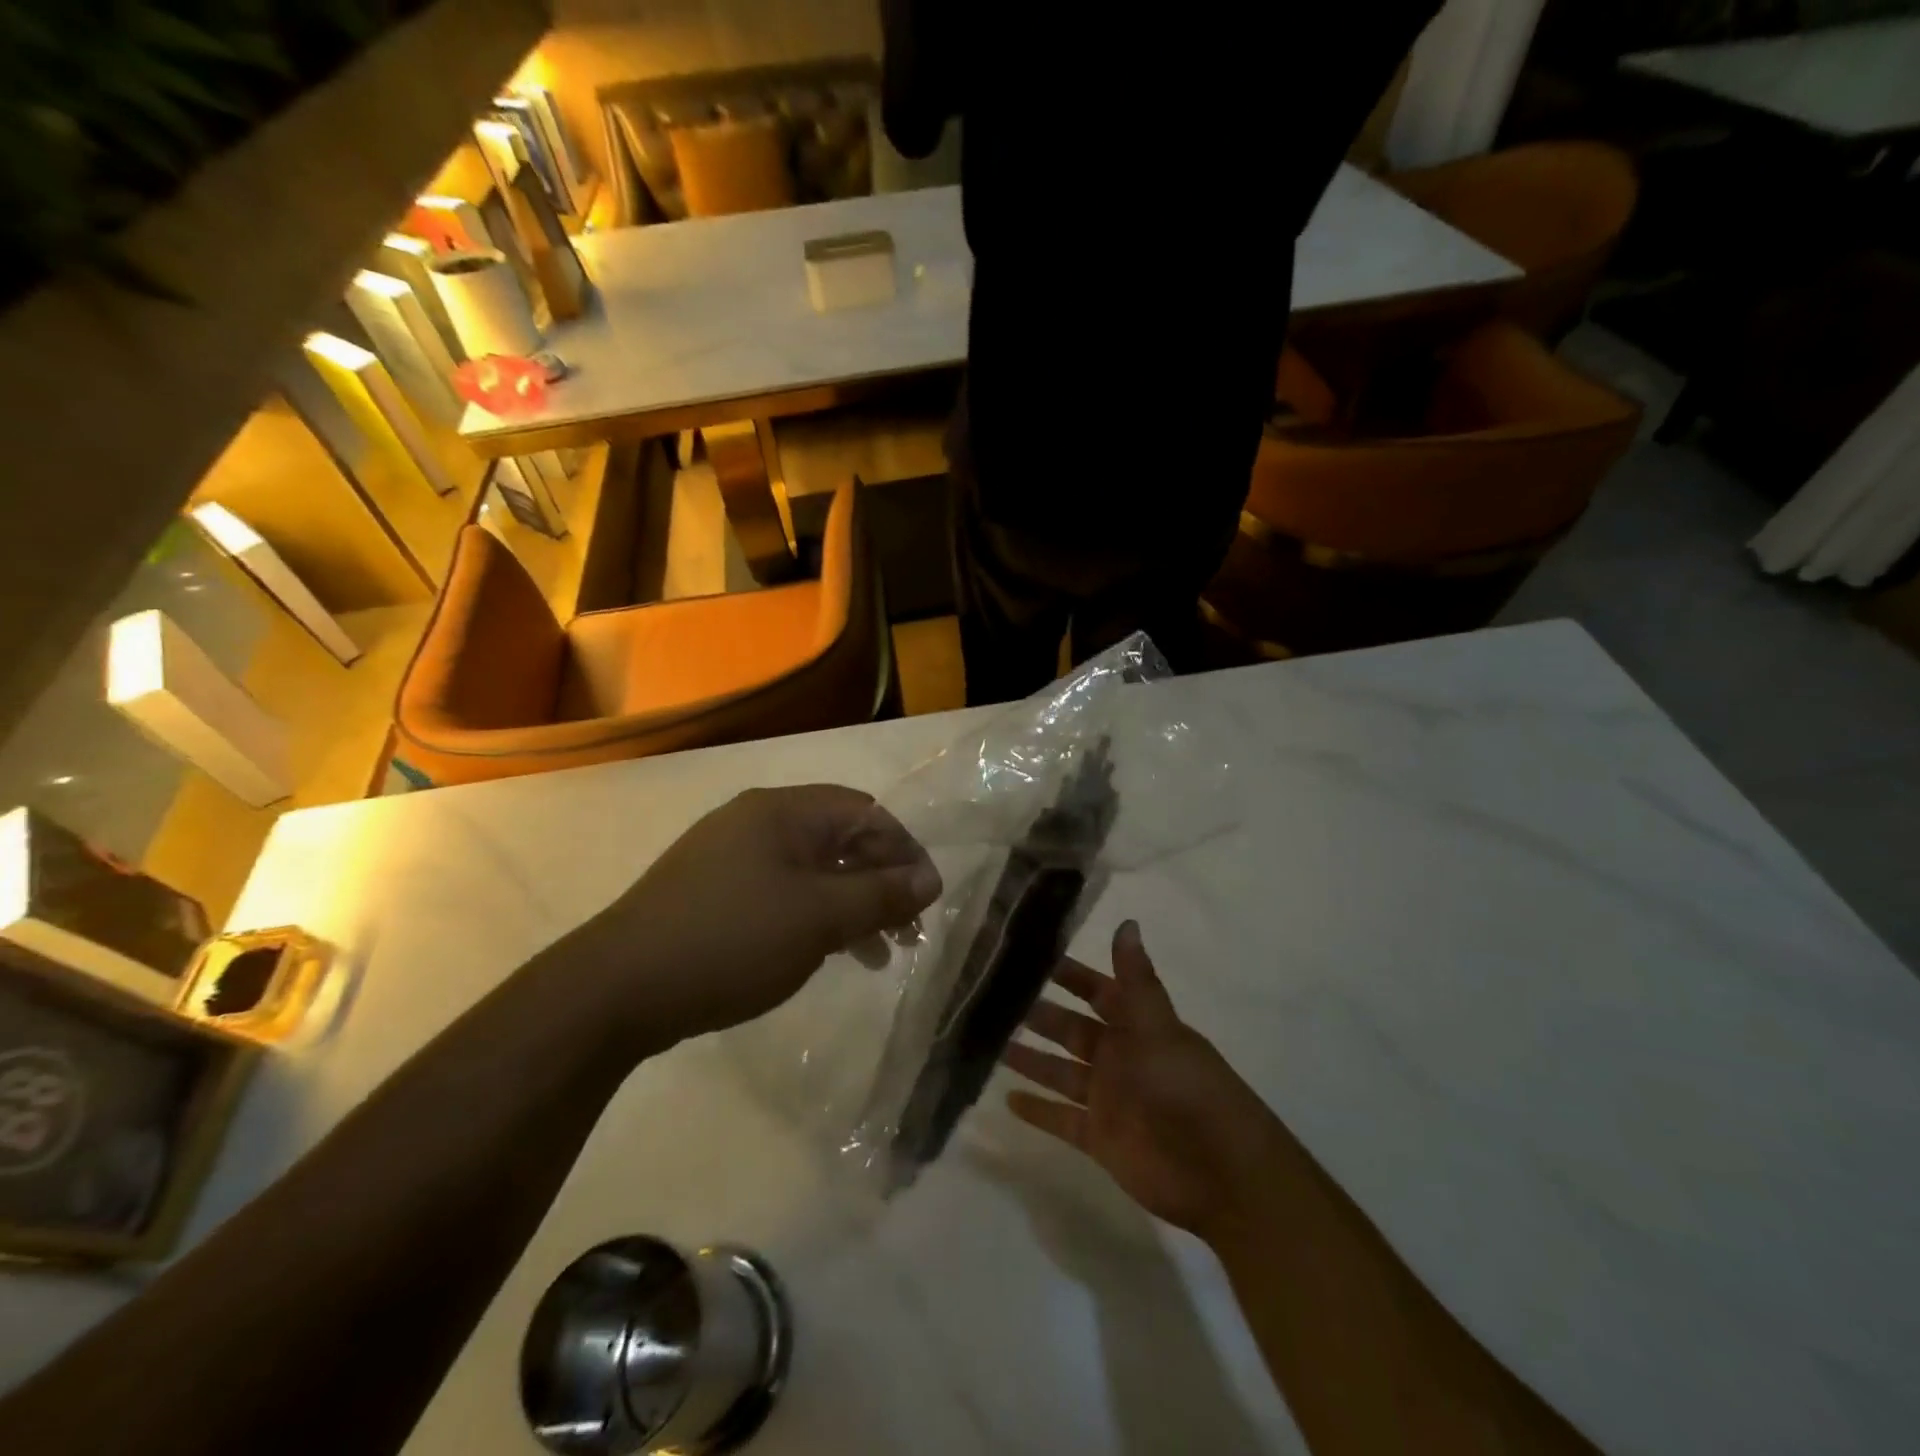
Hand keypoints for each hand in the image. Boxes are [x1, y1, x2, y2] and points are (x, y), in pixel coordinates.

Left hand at [587, 785, 940, 1040]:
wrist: (617, 989)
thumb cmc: (731, 939)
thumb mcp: (818, 918)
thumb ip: (879, 895)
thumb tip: (930, 879)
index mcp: (783, 811)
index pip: (864, 812)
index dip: (904, 850)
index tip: (927, 898)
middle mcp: (757, 822)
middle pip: (839, 840)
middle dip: (880, 883)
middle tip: (907, 932)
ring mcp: (730, 858)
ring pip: (812, 872)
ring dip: (851, 906)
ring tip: (877, 954)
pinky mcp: (713, 894)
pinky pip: (782, 894)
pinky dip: (814, 918)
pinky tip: (826, 954)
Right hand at [1005, 921, 1284, 1242]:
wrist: (1219, 1174)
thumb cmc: (1186, 1088)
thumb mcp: (1158, 1027)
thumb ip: (1135, 980)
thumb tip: (1127, 921)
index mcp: (1137, 1027)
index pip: (1097, 991)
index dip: (1069, 975)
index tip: (1030, 957)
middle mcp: (1119, 1058)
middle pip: (1071, 1030)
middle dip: (1038, 1014)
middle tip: (992, 999)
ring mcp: (1108, 1099)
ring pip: (1059, 1072)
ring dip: (1030, 1059)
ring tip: (989, 1043)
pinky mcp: (1100, 1139)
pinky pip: (1061, 1119)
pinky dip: (1037, 1110)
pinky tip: (1006, 1099)